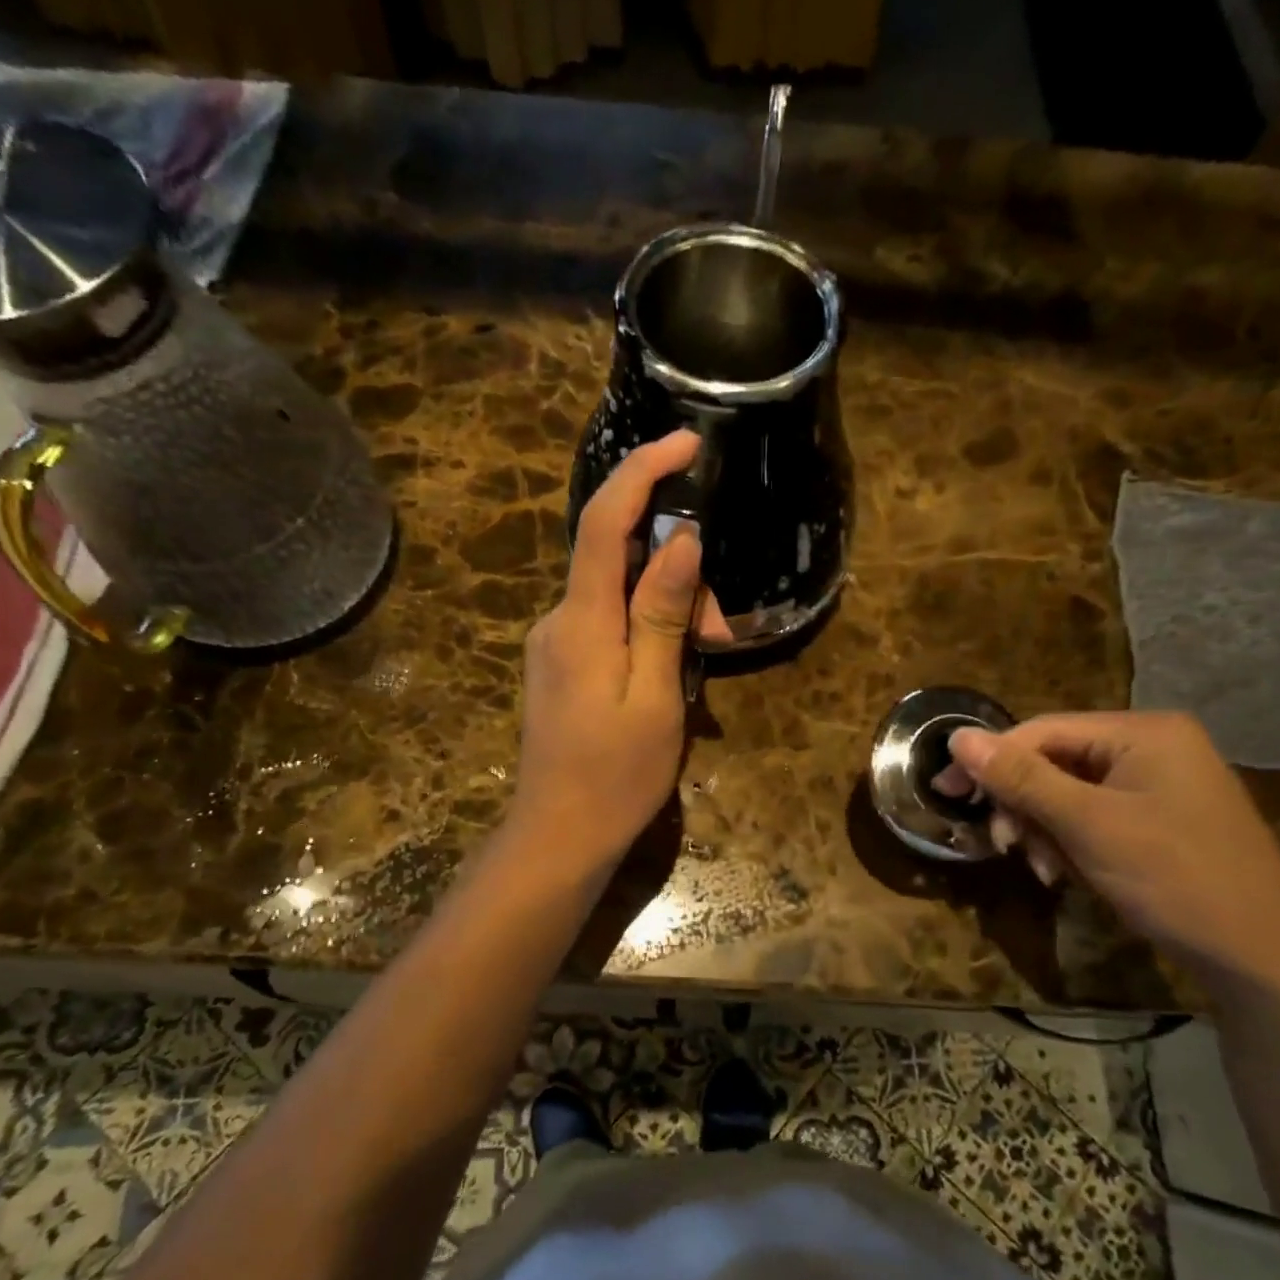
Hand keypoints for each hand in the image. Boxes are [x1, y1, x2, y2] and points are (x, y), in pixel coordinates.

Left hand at [510, 430, 708, 868]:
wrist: (558, 837)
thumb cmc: (616, 777)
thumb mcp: (656, 696)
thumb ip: (661, 614)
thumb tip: (680, 540)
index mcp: (581, 622)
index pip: (603, 521)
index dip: (642, 471)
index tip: (688, 443)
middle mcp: (559, 619)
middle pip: (618, 560)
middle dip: (679, 575)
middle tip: (723, 631)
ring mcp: (556, 643)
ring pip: (619, 595)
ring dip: (669, 612)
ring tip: (707, 660)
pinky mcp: (562, 665)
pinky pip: (610, 625)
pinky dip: (648, 633)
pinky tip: (674, 673)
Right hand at [940, 711, 1279, 978]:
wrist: (1265, 959)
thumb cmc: (1175, 878)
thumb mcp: (1087, 825)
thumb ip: (1021, 778)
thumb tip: (957, 736)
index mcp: (1144, 732)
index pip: (1044, 730)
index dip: (991, 760)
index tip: (948, 794)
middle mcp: (1153, 747)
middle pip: (1056, 761)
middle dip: (1024, 806)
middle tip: (1004, 846)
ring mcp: (1161, 785)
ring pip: (1070, 794)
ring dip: (1044, 829)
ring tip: (1044, 870)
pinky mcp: (1161, 820)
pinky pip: (1094, 817)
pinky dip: (1071, 842)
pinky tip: (1066, 874)